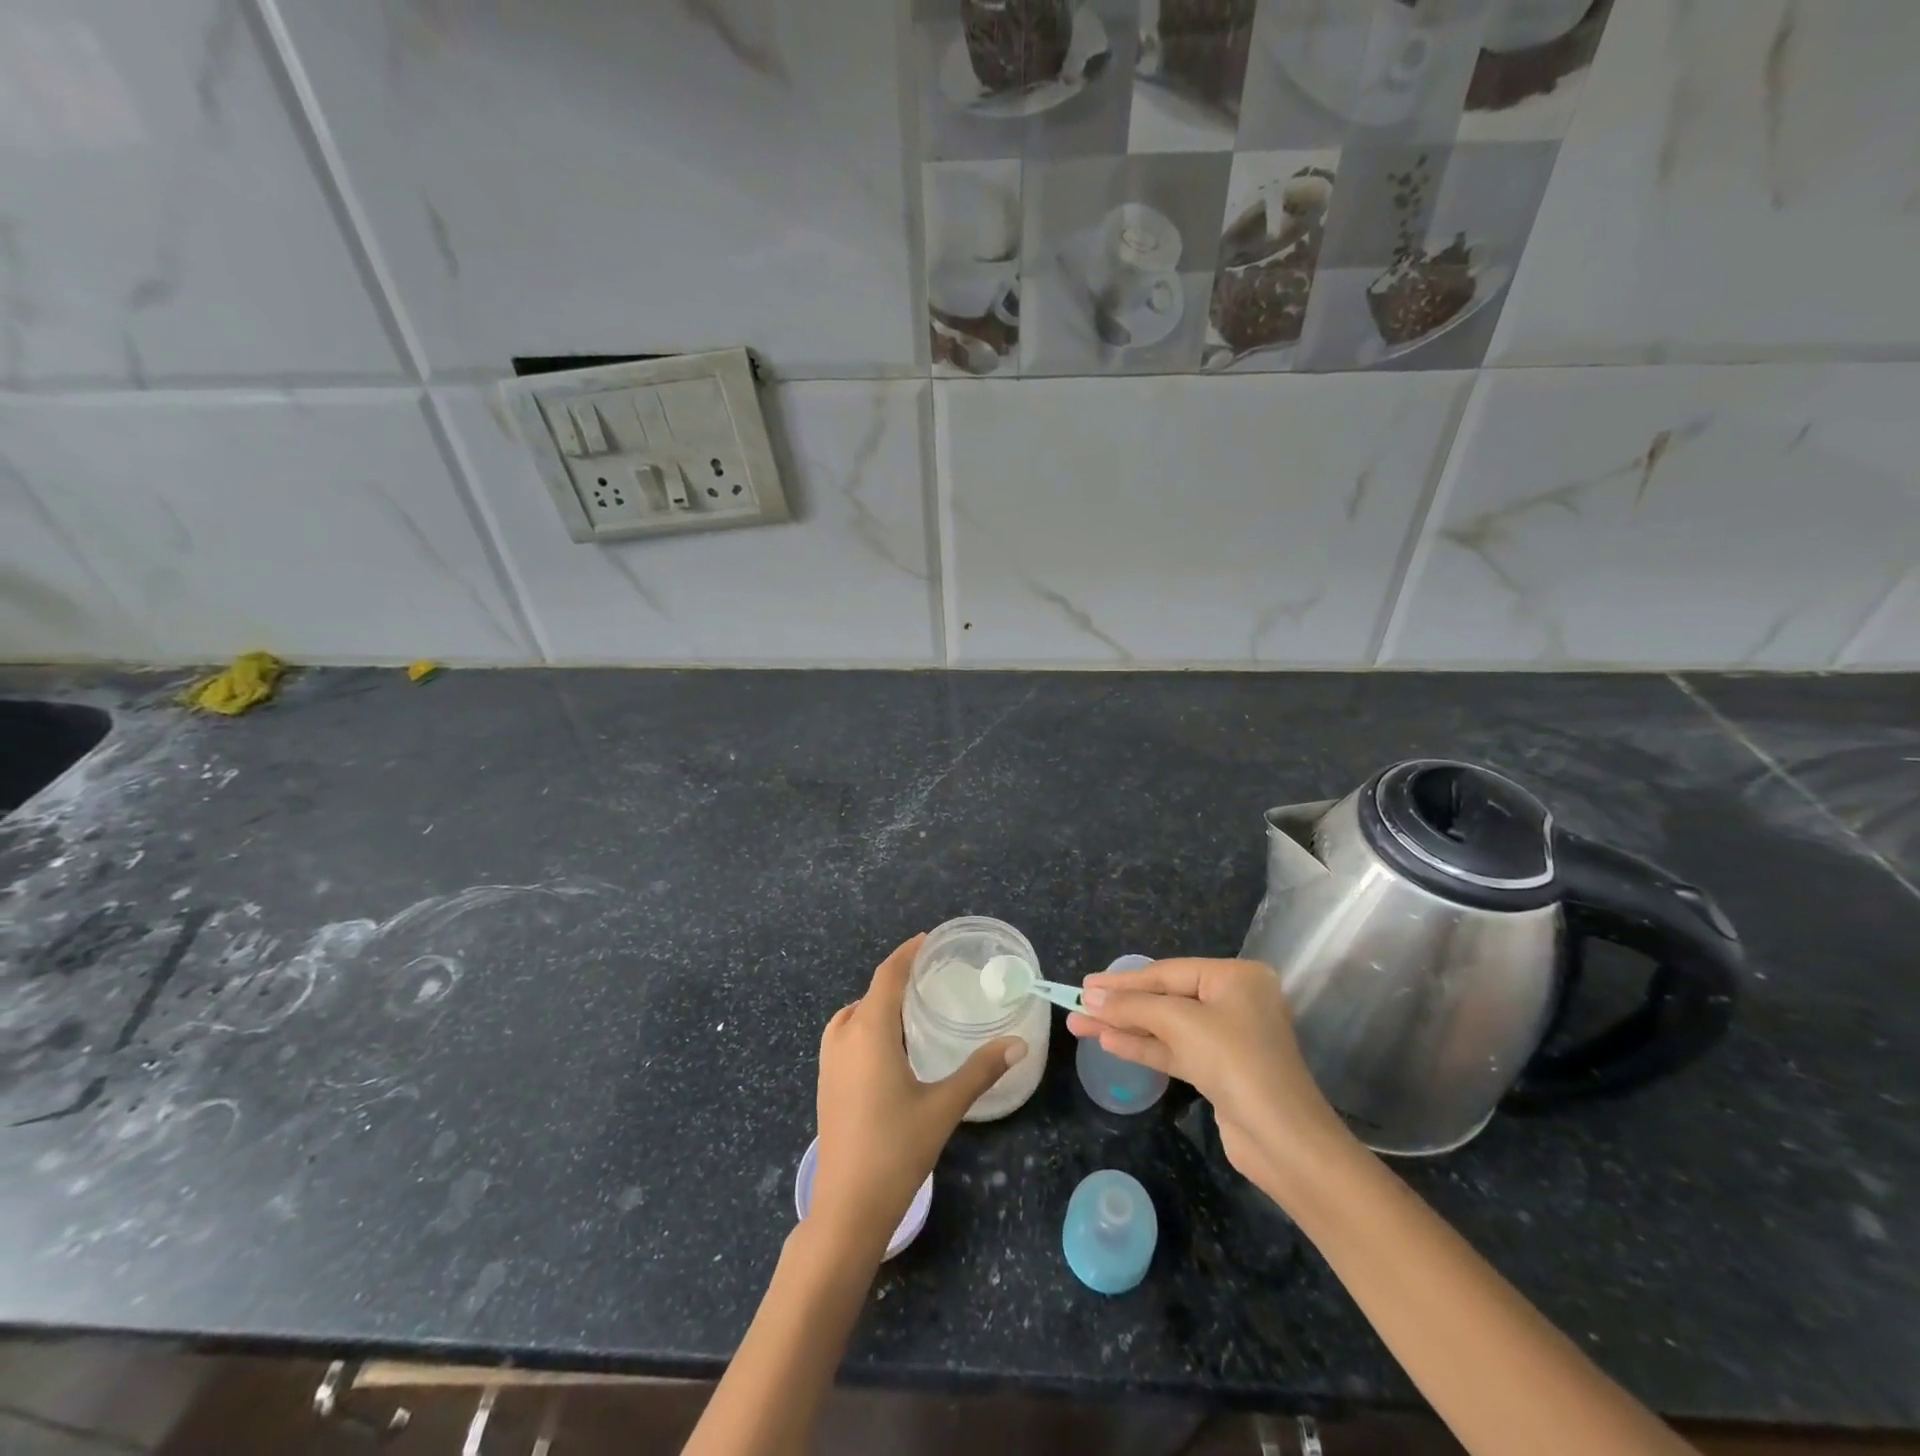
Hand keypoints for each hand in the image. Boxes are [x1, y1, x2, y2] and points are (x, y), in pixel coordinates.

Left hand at [810, 934, 1025, 1256]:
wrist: (847, 1208)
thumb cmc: (896, 1150)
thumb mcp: (944, 1107)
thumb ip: (981, 1070)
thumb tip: (1018, 1043)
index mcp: (869, 1032)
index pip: (886, 976)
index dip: (906, 953)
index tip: (928, 939)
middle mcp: (844, 1038)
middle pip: (870, 993)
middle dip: (897, 978)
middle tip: (931, 976)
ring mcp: (829, 1062)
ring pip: (853, 1015)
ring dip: (879, 1004)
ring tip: (911, 1008)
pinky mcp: (826, 1083)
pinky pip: (845, 1036)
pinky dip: (866, 1025)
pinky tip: (889, 1048)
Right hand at [1066, 958, 1354, 1196]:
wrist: (1284, 1141)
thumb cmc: (1236, 1063)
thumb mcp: (1181, 1024)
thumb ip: (1133, 1007)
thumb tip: (1091, 997)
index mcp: (1235, 978)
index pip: (1167, 972)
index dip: (1123, 980)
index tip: (1086, 983)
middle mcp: (1233, 1001)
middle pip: (1165, 998)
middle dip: (1121, 1005)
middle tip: (1078, 1003)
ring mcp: (1227, 1037)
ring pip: (1165, 1026)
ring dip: (1125, 1027)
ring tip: (1080, 1025)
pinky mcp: (1219, 1070)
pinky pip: (1174, 1050)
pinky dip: (1143, 1047)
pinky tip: (1109, 1043)